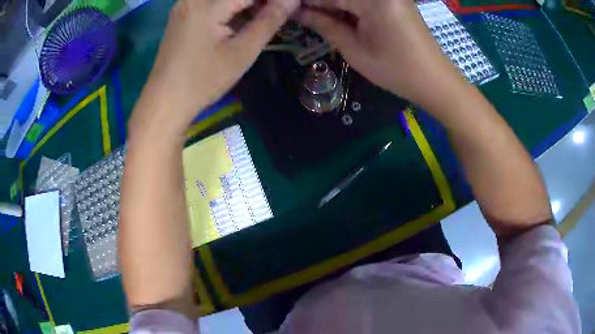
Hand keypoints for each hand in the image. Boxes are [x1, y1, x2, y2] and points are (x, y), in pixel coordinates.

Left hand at [129, 0, 299, 140]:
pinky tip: (244, 20)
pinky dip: (231, 9)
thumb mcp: (242, 51)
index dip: (272, 1)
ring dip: (246, 5)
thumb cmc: (202, 80)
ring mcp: (185, 5)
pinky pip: (213, 4)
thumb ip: (269, 20)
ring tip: (265, 18)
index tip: (289, 8)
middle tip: (276, 15)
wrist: (164, 103)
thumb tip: (292, 1)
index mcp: (207, 3)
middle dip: (259, 3)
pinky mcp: (183, 15)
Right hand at [298, 0, 466, 109]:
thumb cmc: (395, 69)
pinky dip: (349, 8)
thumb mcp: (353, 48)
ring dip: (333, 7)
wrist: (434, 80)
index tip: (286, 9)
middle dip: (319, 4)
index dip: (304, 2)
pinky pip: (363, 1)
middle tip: (300, 15)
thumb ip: (323, 23)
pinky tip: (338, 17)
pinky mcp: (393, 0)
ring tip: (319, 20)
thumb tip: (295, 11)